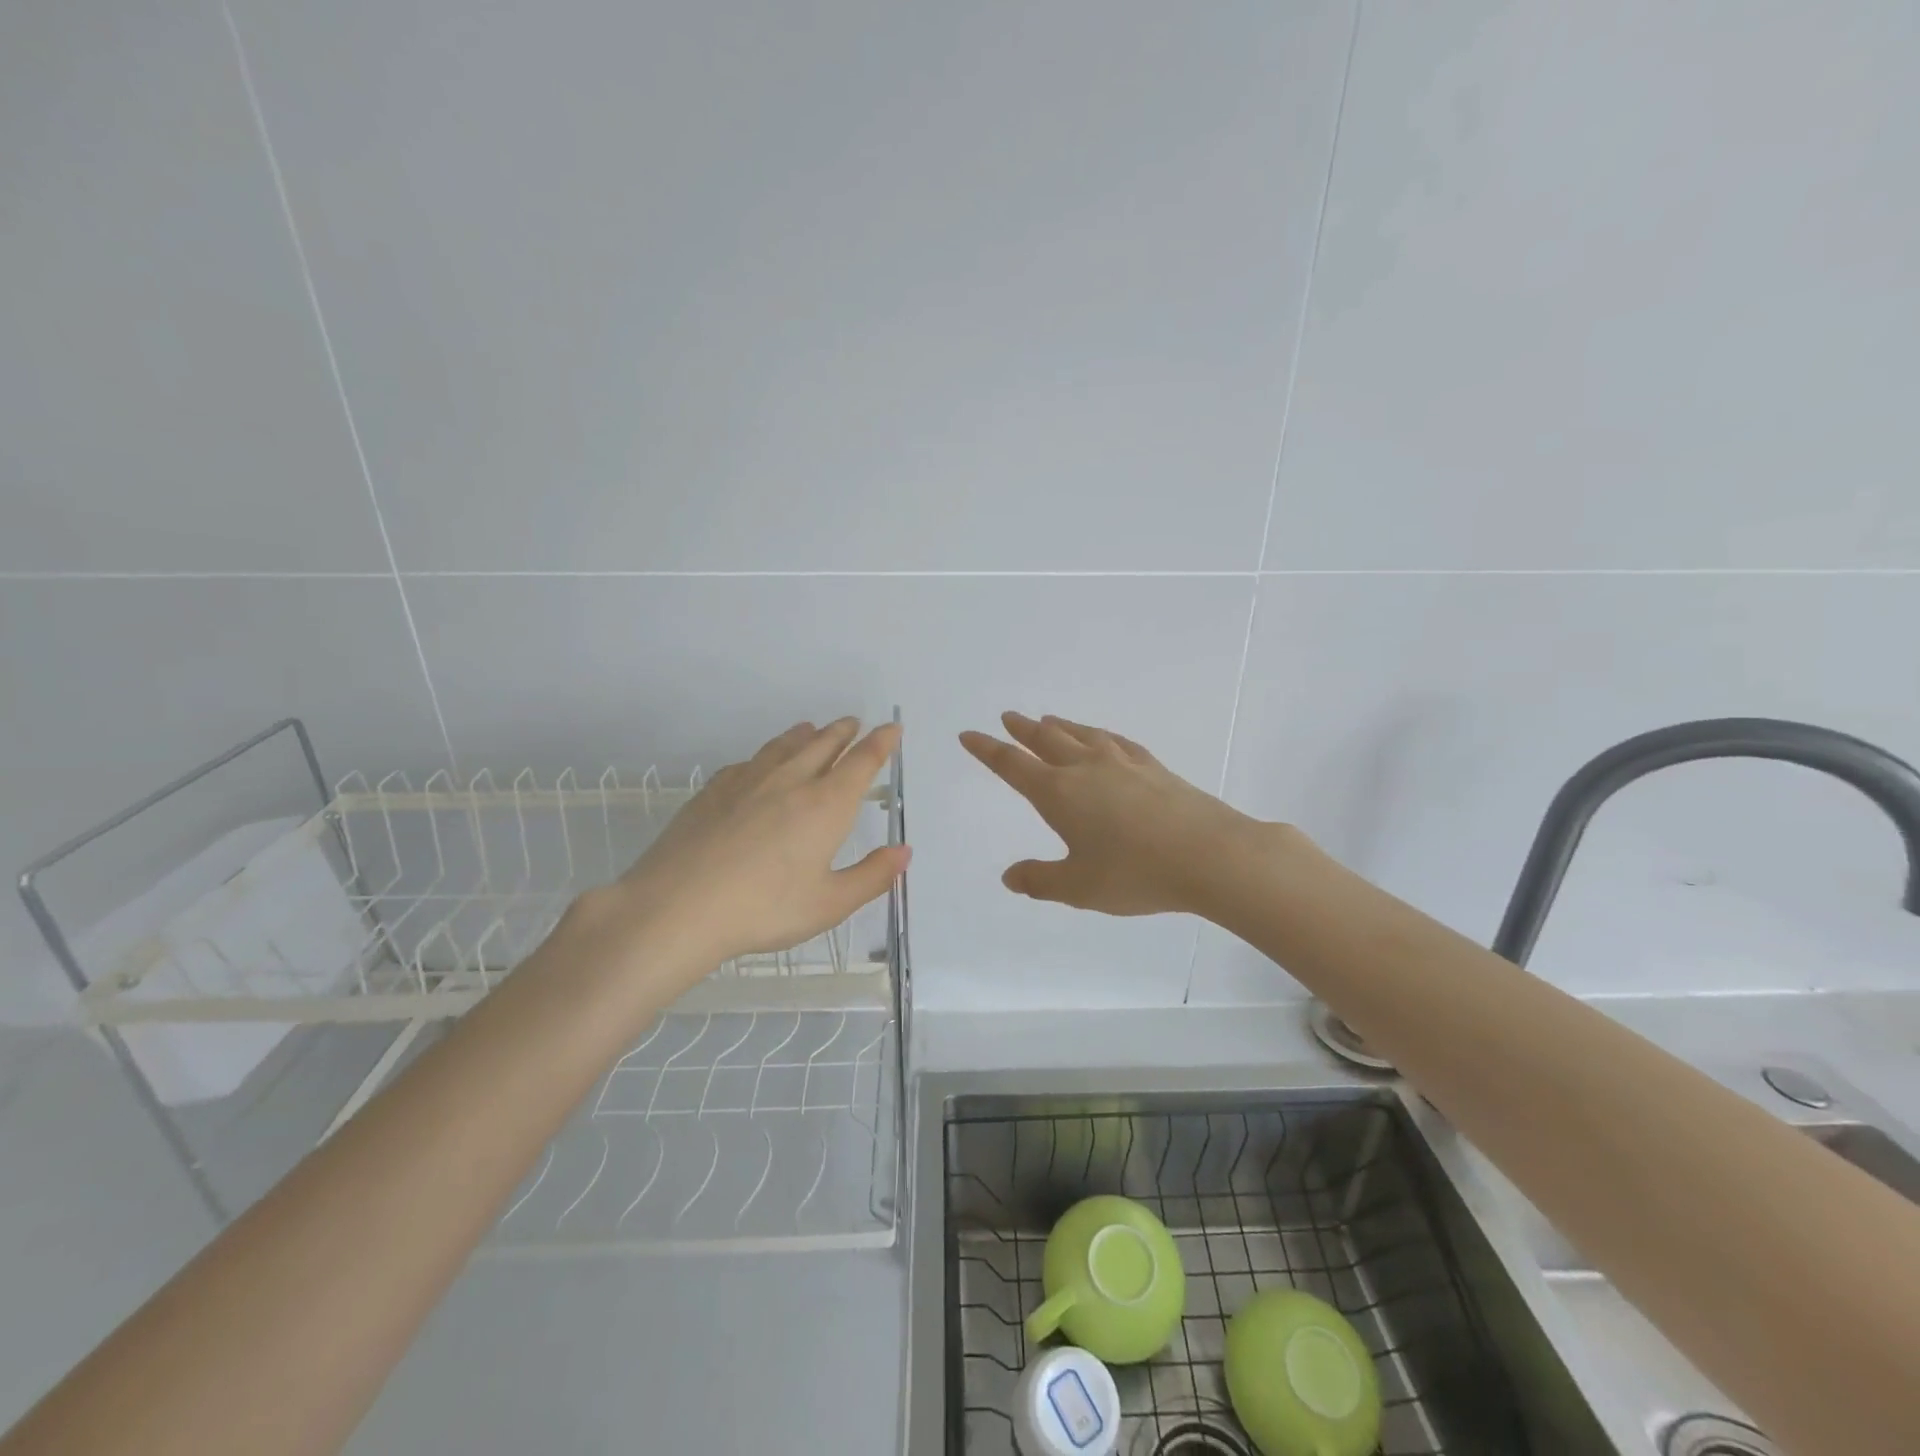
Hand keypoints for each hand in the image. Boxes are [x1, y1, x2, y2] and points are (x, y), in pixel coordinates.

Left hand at [569, 718, 908, 996]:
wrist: (678, 906)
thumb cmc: (764, 909)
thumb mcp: (829, 904)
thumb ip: (871, 876)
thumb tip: (904, 852)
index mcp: (826, 805)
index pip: (862, 762)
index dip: (881, 743)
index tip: (892, 728)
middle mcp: (791, 781)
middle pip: (823, 745)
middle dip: (843, 732)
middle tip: (854, 723)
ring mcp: (748, 781)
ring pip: (784, 746)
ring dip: (805, 735)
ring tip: (812, 728)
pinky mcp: (713, 790)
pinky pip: (749, 762)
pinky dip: (766, 754)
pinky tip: (760, 763)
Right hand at [960, 712, 1268, 916]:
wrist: (1209, 854)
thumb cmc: (1135, 873)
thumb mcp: (1078, 887)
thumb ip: (1040, 880)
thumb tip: (1009, 877)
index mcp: (1058, 793)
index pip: (1012, 765)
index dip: (987, 750)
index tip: (969, 735)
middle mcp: (1085, 768)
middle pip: (1045, 740)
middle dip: (1022, 730)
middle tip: (1008, 718)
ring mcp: (1122, 763)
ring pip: (1081, 734)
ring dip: (1059, 726)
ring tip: (1047, 720)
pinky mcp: (1153, 767)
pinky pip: (1115, 741)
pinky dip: (1098, 734)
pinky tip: (1103, 738)